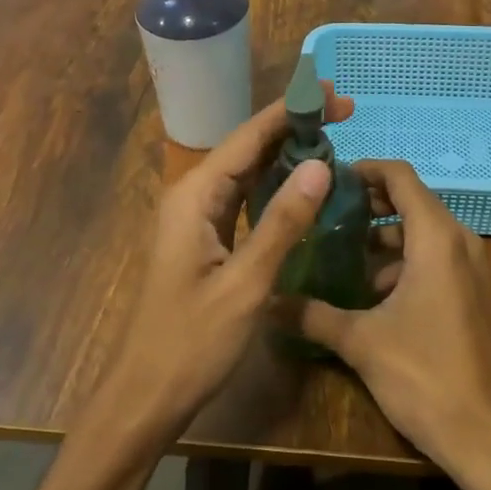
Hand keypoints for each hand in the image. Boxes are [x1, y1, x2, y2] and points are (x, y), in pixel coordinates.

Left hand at [85, 85, 353, 446]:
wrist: (146, 396)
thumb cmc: (191, 342)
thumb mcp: (245, 284)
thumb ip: (282, 222)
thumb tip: (320, 166)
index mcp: (195, 196)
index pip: (249, 137)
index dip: (291, 111)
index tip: (333, 93)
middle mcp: (194, 196)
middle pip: (248, 147)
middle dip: (294, 127)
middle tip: (344, 112)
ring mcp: (198, 218)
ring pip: (247, 171)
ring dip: (287, 153)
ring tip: (333, 138)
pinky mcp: (207, 240)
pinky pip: (245, 198)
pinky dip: (276, 185)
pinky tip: (304, 185)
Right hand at [291, 160, 490, 483]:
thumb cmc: (426, 376)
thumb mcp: (361, 342)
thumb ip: (313, 315)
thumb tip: (268, 301)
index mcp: (436, 237)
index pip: (400, 176)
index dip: (365, 170)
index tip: (330, 180)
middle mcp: (459, 241)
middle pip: (411, 201)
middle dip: (368, 204)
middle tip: (324, 216)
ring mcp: (472, 268)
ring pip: (422, 233)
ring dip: (383, 238)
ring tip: (338, 255)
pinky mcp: (474, 294)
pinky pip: (435, 259)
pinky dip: (403, 262)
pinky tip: (369, 294)